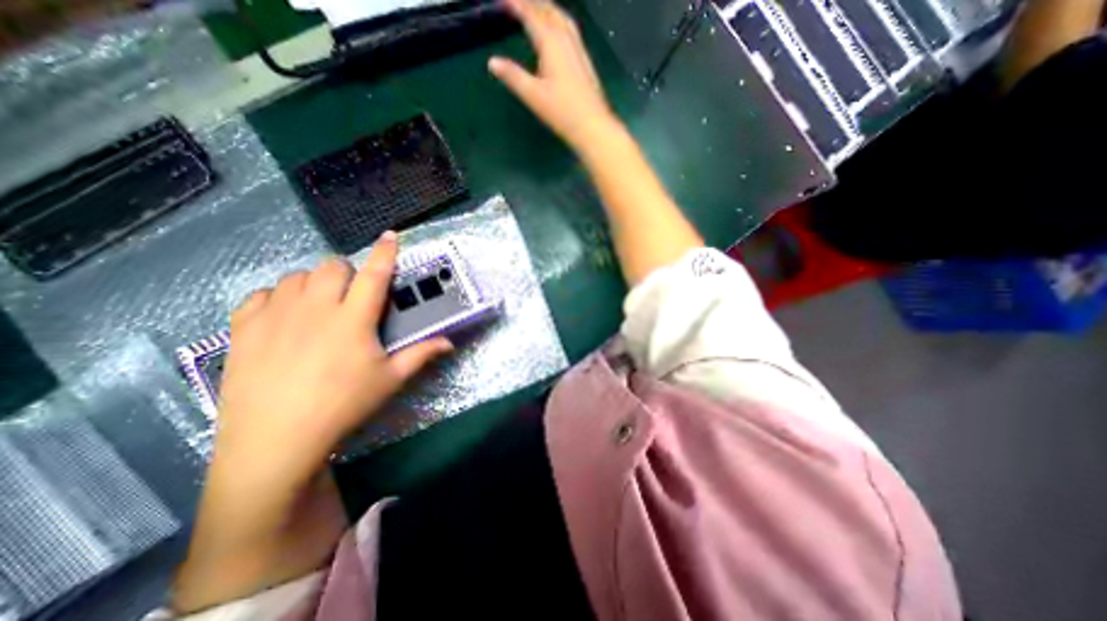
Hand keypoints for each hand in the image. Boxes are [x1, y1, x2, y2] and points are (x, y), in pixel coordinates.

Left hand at [173, 233, 448, 616]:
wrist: (276, 440)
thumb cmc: (344, 405)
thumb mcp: (390, 380)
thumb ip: (421, 354)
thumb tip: (450, 342)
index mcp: (353, 319)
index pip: (375, 274)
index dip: (386, 252)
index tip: (391, 235)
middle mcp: (316, 308)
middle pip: (332, 267)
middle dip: (347, 272)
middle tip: (353, 295)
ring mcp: (276, 315)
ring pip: (298, 276)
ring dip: (315, 283)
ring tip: (321, 305)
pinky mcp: (244, 328)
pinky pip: (262, 294)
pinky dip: (278, 297)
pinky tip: (286, 316)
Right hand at [488, 0, 619, 149]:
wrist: (592, 125)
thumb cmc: (561, 111)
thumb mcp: (533, 95)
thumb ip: (513, 76)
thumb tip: (492, 62)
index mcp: (551, 43)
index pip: (531, 14)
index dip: (517, 4)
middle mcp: (566, 39)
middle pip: (549, 10)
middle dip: (533, 2)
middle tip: (519, 2)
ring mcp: (578, 49)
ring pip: (562, 18)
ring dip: (548, 7)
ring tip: (538, 7)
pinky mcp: (585, 61)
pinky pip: (571, 29)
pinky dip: (559, 20)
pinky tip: (559, 31)